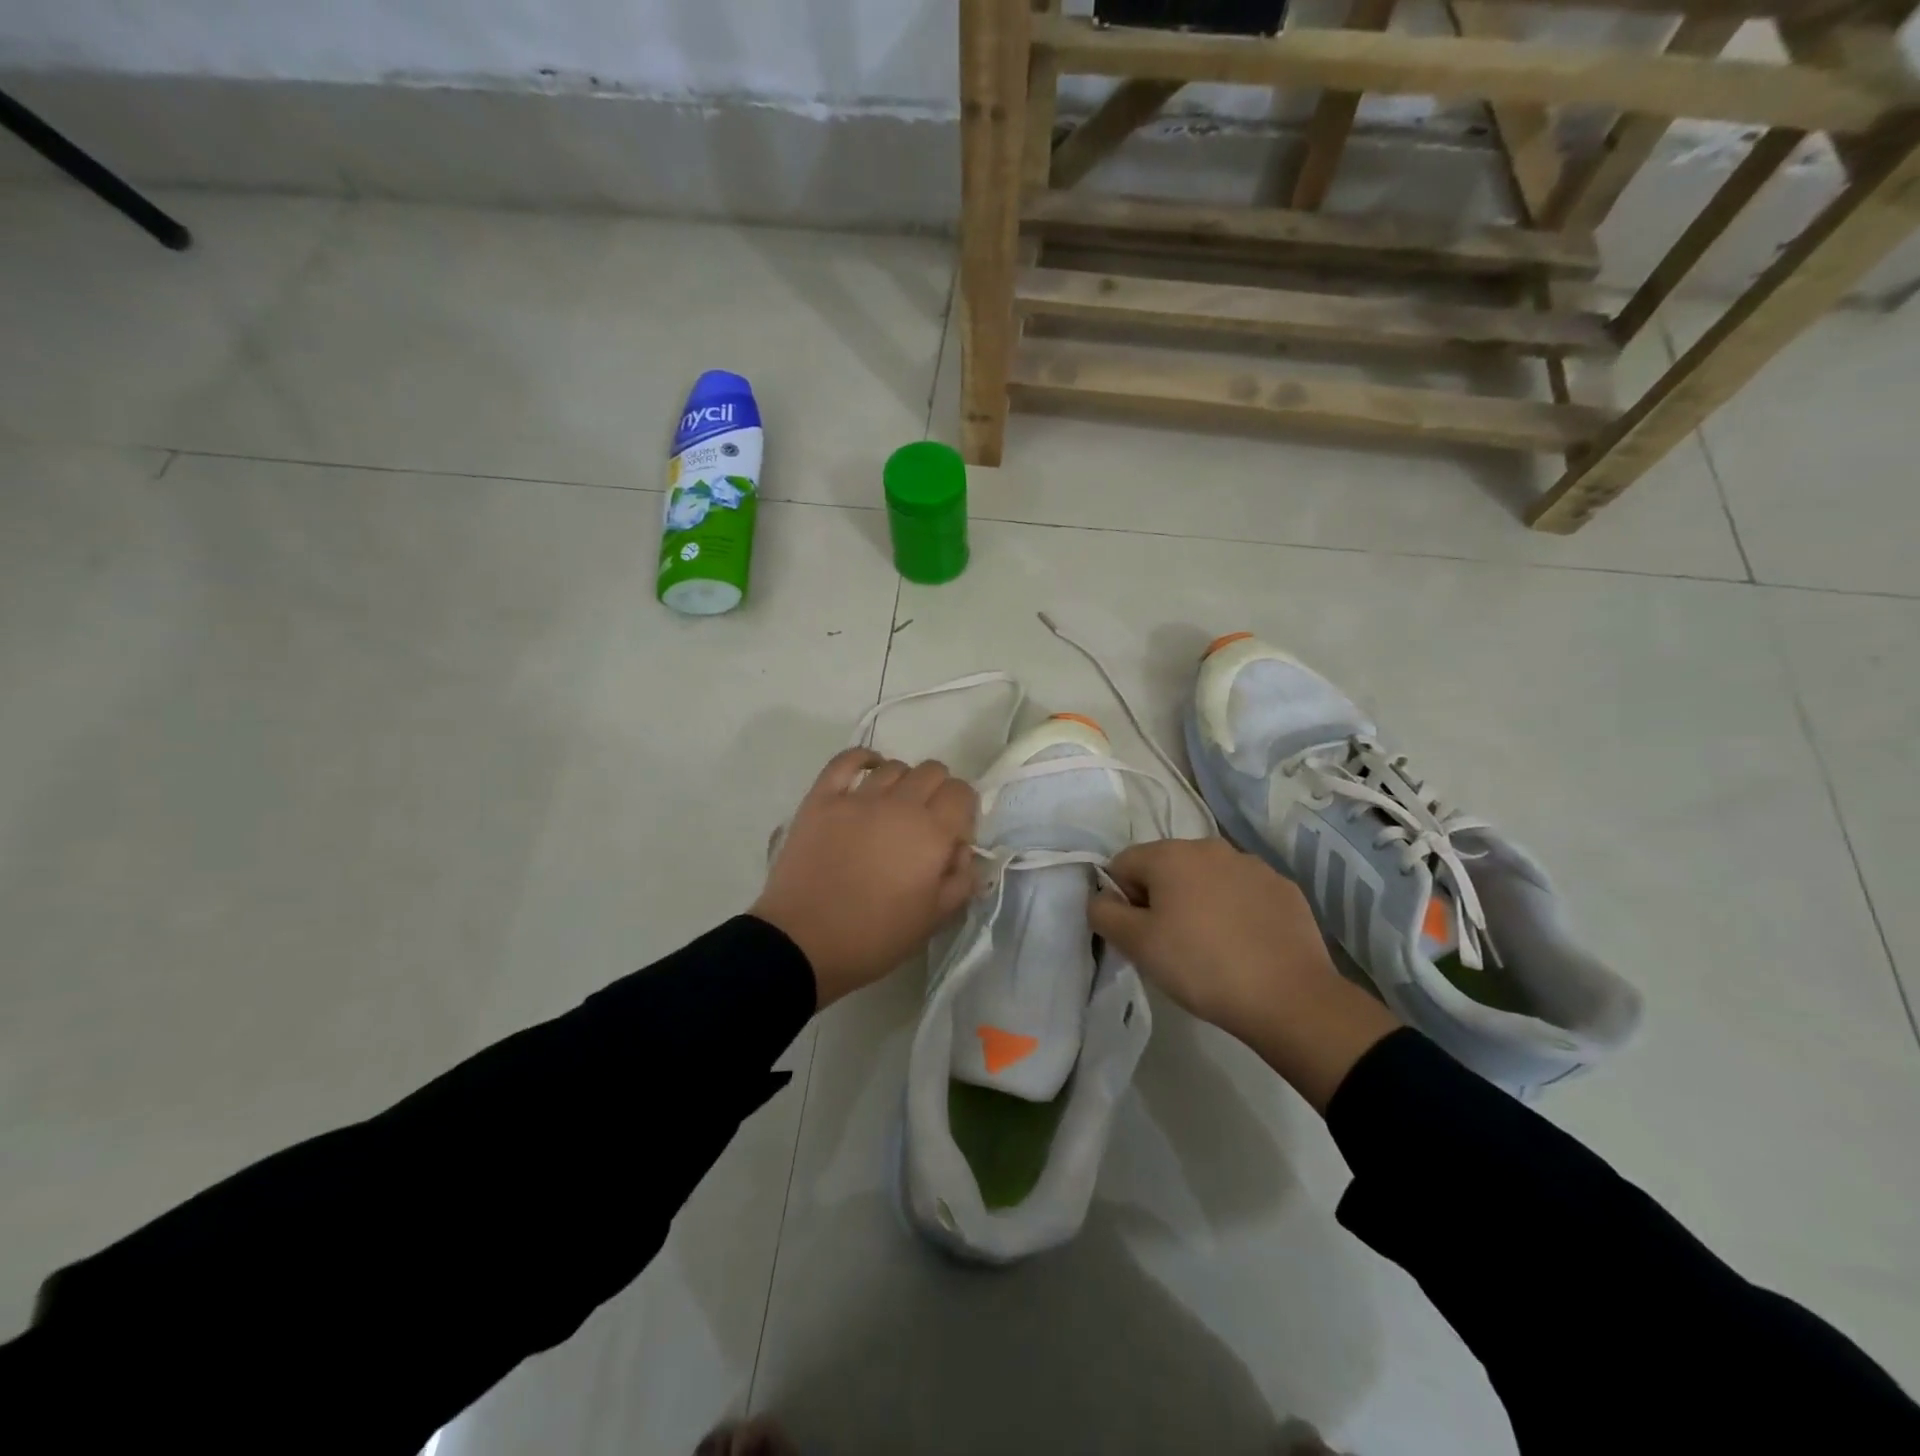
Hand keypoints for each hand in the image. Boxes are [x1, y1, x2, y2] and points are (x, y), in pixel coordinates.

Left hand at [753, 748, 977, 1007]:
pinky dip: (862, 760)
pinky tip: (868, 771)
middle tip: (924, 824)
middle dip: (938, 792)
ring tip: (893, 808)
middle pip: (932, 771)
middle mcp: (900, 805)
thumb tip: (962, 850)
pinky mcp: (822, 799)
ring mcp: (857, 798)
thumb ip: (961, 879)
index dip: (963, 811)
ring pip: (894, 766)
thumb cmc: (875, 938)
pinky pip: (846, 761)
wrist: (803, 944)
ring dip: (903, 782)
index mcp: (932, 833)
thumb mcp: (934, 919)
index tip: (952, 836)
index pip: (962, 793)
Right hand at [1088, 838, 1399, 1110]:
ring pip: (1206, 878)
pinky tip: (1243, 945)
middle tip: (1170, 944)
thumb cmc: (1201, 966)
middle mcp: (1210, 846)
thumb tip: (1101, 898)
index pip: (1123, 865)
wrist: (1290, 998)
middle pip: (1165, 867)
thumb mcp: (1137, 945)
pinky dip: (1235, 911)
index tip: (1139, 935)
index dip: (1122, 900)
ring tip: (1209, 947)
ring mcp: (1252, 865)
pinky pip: (1243, 893)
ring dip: (1198, 902)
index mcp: (1170, 854)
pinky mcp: (1283, 888)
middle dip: (1160, 898)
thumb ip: (1104, 913)